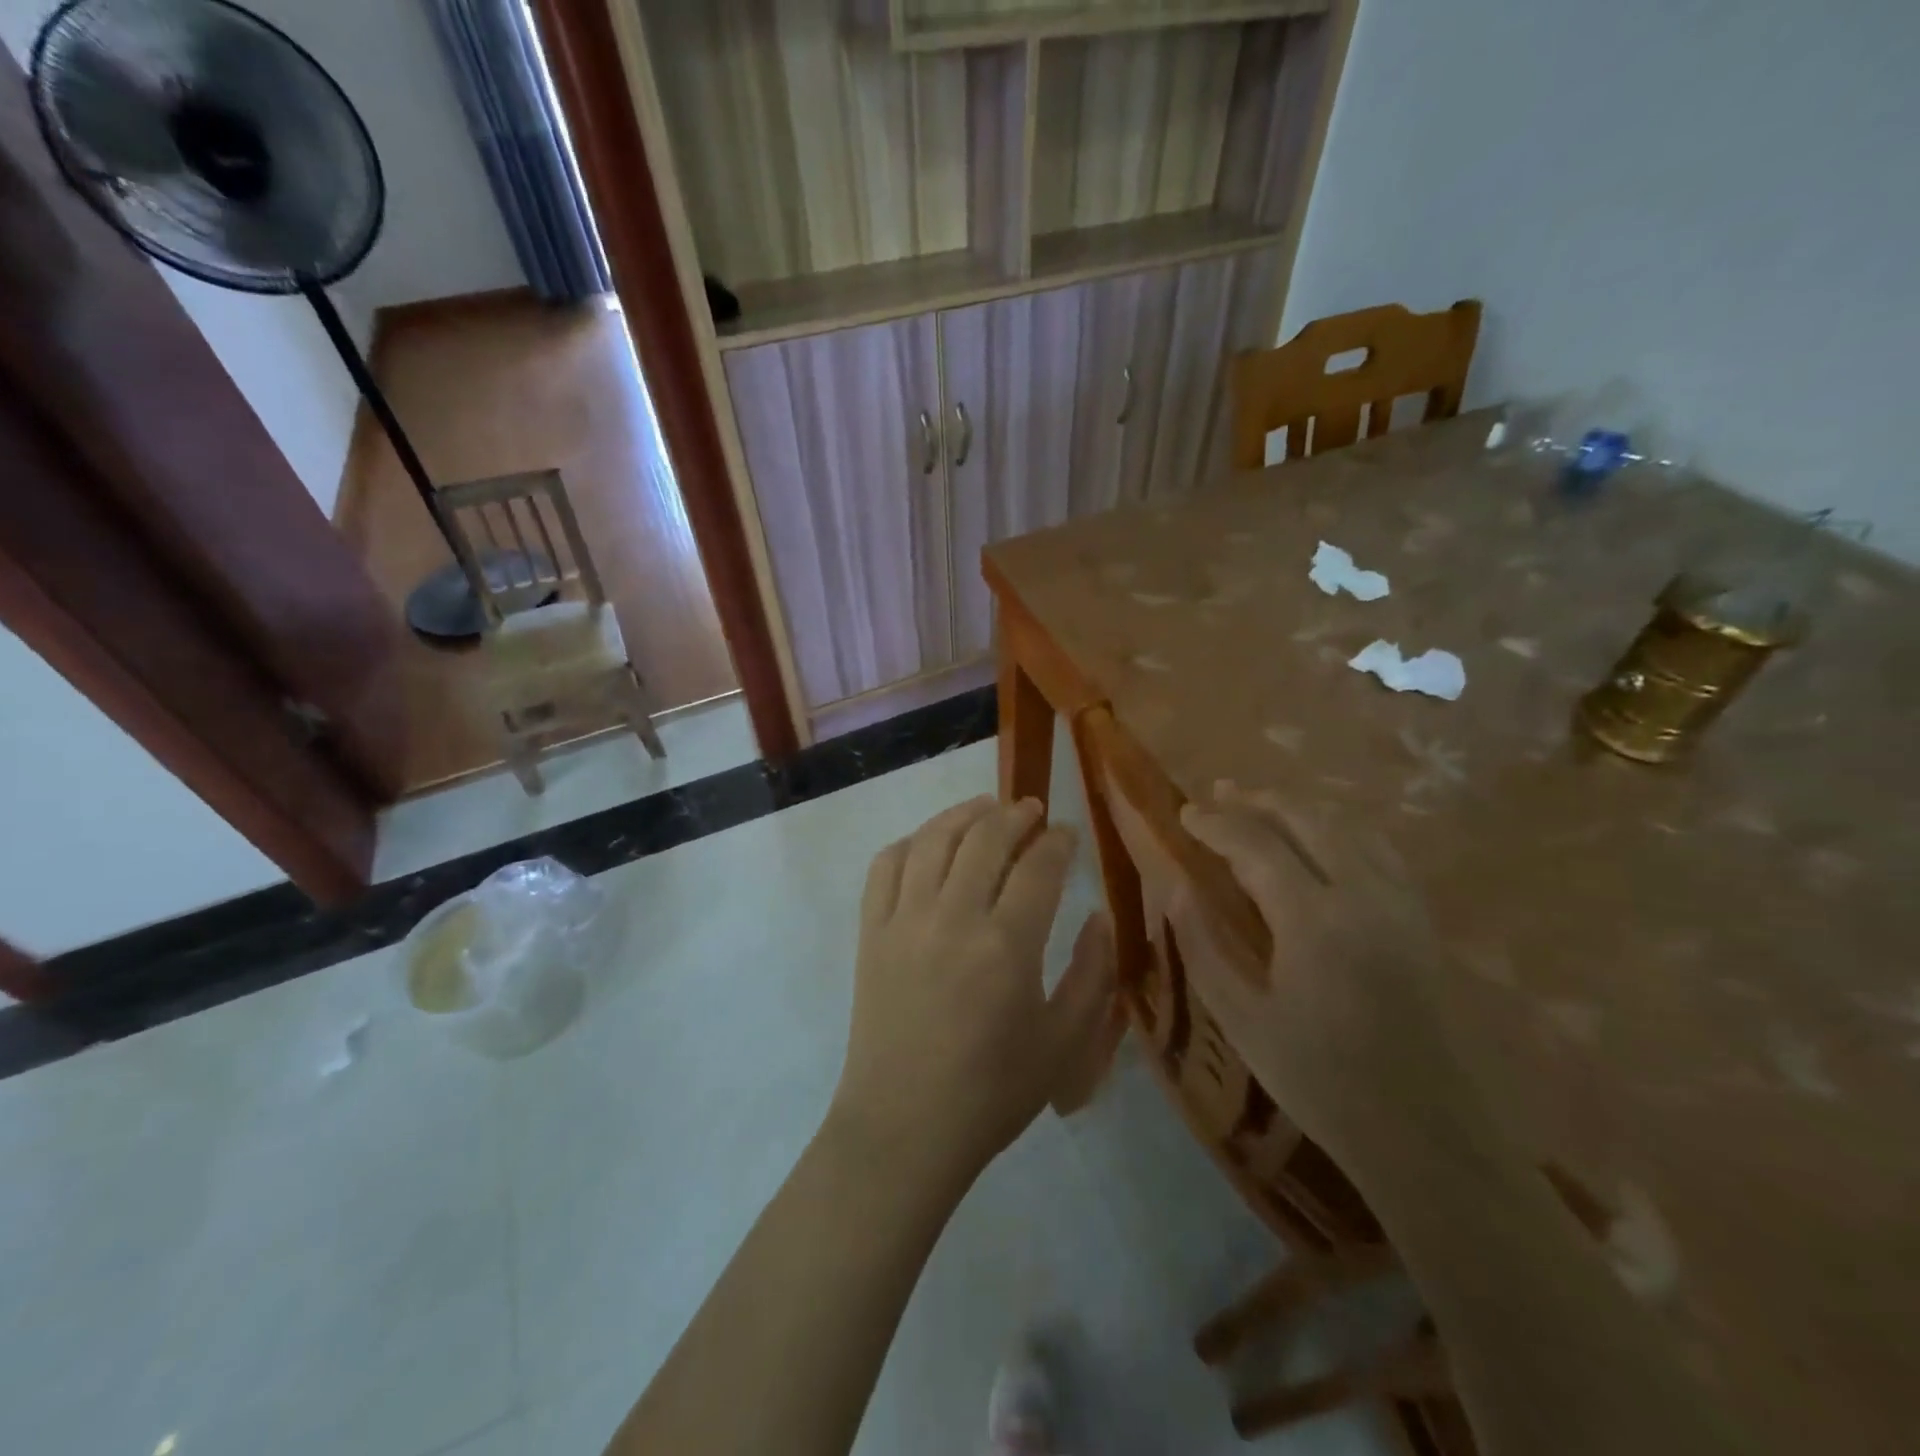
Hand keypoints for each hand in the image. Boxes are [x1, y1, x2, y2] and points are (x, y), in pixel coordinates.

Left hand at [828, 796, 1121, 1192]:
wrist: (905, 1128)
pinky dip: (909, 842)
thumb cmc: (993, 1092)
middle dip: (1015, 814)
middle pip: (985, 837)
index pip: (1038, 866)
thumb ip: (1093, 974)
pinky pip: (885, 866)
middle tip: (1031, 811)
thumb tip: (1100, 916)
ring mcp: (904, 920)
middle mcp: (953, 917)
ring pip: (933, 839)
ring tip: (985, 809)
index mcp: (1007, 946)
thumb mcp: (1065, 1044)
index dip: (1057, 841)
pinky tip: (928, 844)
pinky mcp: (870, 932)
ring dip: (963, 814)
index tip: (1067, 834)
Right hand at [1171, 782, 1498, 1180]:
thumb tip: (1178, 890)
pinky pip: (1378, 847)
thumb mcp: (1242, 1020)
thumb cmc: (1320, 1080)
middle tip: (1220, 793)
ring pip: (1347, 826)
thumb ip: (1203, 947)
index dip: (1216, 824)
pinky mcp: (1419, 918)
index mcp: (1314, 920)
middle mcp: (1362, 895)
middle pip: (1307, 819)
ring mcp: (1399, 902)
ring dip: (1299, 807)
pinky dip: (1340, 828)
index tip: (1185, 813)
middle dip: (1258, 800)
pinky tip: (1321, 836)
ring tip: (1262, 803)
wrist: (1423, 1130)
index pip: (1256, 845)